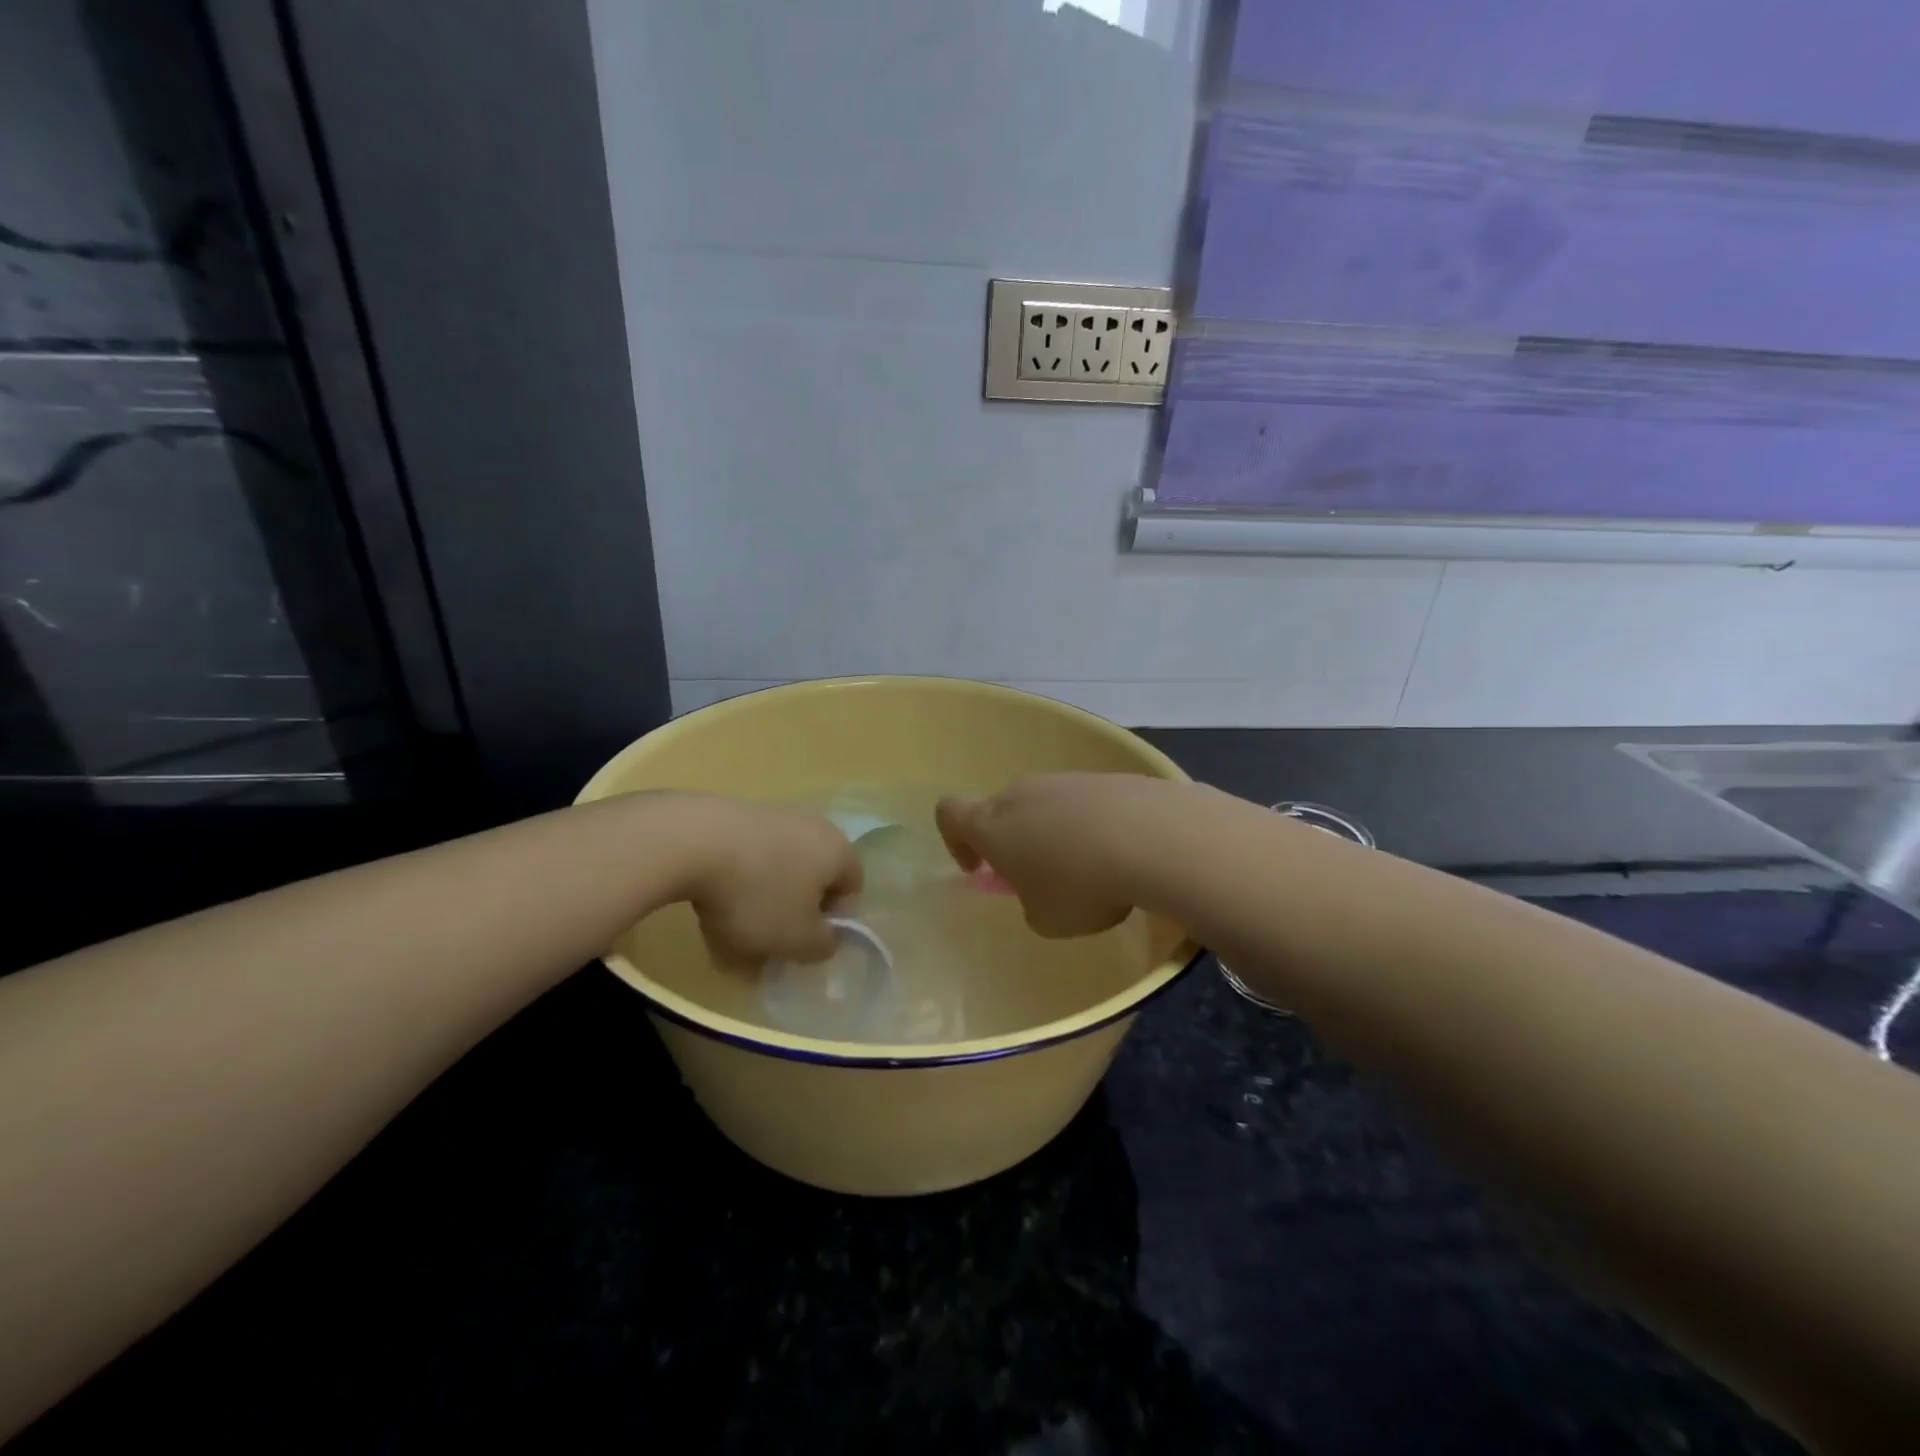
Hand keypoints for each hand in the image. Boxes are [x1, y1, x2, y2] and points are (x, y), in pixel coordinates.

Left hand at [674, 796, 862, 968]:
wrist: (692, 841)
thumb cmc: (758, 894)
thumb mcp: (798, 939)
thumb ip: (822, 946)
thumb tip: (825, 939)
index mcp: (838, 850)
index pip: (853, 887)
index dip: (834, 920)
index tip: (806, 942)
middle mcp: (812, 827)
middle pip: (811, 878)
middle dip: (792, 914)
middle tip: (769, 944)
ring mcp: (772, 816)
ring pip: (775, 871)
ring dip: (760, 903)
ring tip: (730, 935)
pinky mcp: (733, 815)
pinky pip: (744, 860)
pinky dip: (733, 885)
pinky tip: (707, 909)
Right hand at [935, 774, 1172, 937]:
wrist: (1153, 837)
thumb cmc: (1081, 886)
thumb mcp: (1046, 920)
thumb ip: (1031, 905)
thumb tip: (1040, 892)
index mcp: (992, 824)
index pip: (950, 812)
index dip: (956, 840)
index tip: (979, 868)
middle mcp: (1023, 793)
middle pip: (1002, 809)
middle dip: (1014, 842)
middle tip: (1040, 879)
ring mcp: (1066, 780)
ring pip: (1047, 806)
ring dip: (1056, 835)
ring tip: (1091, 872)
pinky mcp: (1107, 778)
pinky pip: (1087, 804)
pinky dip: (1094, 827)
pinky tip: (1122, 854)